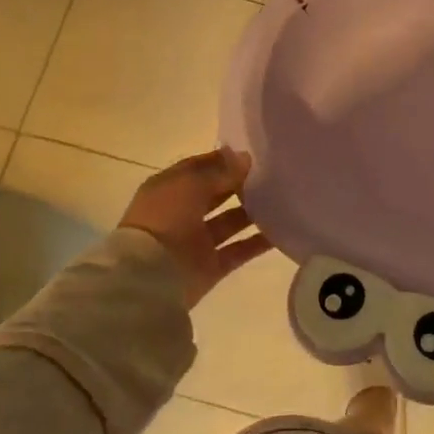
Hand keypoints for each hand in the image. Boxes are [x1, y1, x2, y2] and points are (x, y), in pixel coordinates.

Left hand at [119, 148, 271, 307]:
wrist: (150, 278)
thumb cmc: (165, 220)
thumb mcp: (189, 184)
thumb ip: (218, 170)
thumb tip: (244, 158)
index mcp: (168, 190)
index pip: (198, 169)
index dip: (222, 160)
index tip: (252, 154)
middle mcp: (181, 214)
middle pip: (215, 195)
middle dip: (239, 185)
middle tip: (272, 175)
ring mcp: (196, 243)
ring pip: (229, 222)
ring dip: (252, 213)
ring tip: (283, 200)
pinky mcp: (210, 268)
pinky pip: (239, 251)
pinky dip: (258, 243)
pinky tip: (283, 231)